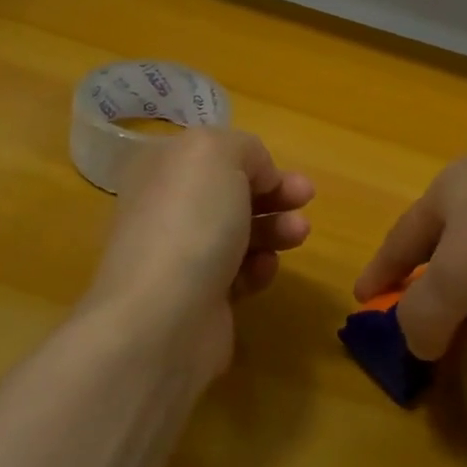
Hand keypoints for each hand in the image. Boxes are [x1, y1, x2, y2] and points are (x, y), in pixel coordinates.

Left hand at [84, 128, 314, 377]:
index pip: (212, 154)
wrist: (164, 318)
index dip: (252, 159)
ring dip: (275, 229)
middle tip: (306, 198)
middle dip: (273, 193)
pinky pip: (239, 274)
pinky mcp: (199, 298)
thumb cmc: (190, 222)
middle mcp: (166, 208)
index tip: (283, 172)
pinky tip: (263, 270)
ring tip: (298, 234)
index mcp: (160, 168)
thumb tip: (257, 175)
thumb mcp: (217, 154)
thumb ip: (243, 148)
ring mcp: (180, 256)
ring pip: (240, 232)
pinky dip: (258, 268)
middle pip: (230, 193)